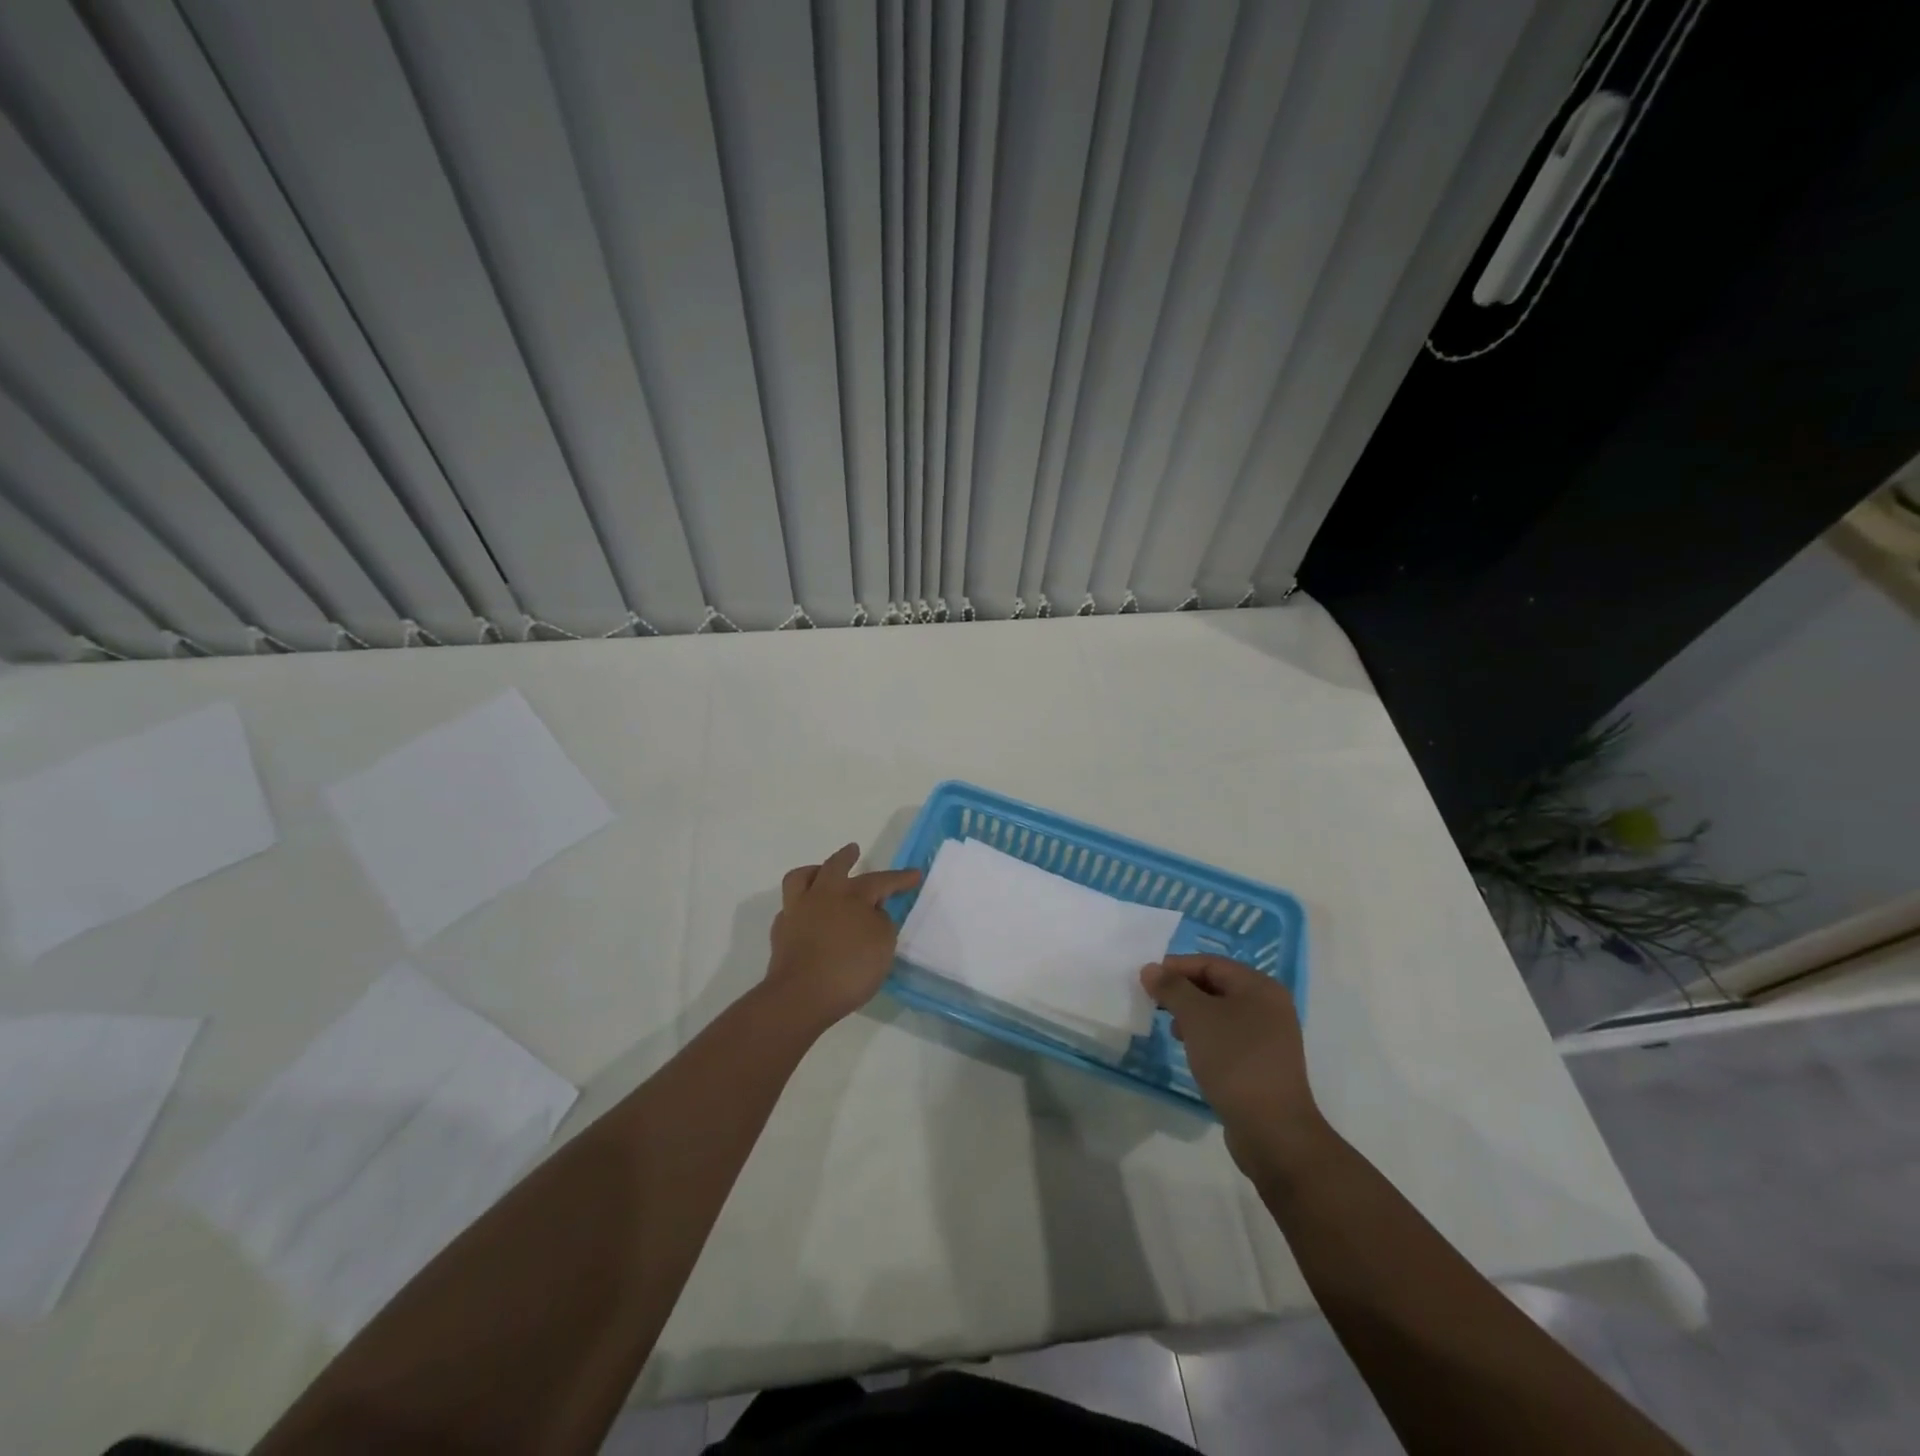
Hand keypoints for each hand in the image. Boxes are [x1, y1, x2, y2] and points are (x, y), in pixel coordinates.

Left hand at [766, 844, 920, 1032]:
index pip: (881, 880)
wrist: (801, 996)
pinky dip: (800, 906)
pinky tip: (806, 915)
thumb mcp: (883, 945)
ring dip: (814, 872)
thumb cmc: (850, 969)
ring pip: (801, 878)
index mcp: (852, 895)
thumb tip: (873, 913)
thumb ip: (882, 923)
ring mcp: (797, 911)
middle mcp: (823, 895)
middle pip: (834, 866)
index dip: (899, 879)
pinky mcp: (780, 932)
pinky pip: (790, 908)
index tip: (914, 874)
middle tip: (853, 850)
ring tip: (821, 874)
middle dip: (847, 857)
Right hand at [1142, 955, 1329, 1182]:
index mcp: (1260, 987)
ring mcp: (1270, 1037)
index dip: (1176, 967)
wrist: (1273, 1131)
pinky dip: (1206, 1037)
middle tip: (1154, 1004)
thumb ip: (1172, 988)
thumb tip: (1151, 969)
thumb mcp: (1197, 1018)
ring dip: (1192, 1015)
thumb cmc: (1234, 1061)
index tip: (1147, 980)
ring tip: (1171, 1030)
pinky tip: (1192, 1051)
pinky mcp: (1263, 1063)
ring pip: (1221, 1013)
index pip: (1210, 963)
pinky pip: (1229, 1037)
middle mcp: (1270, 1006)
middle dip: (1183, 992)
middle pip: (1217, 985)